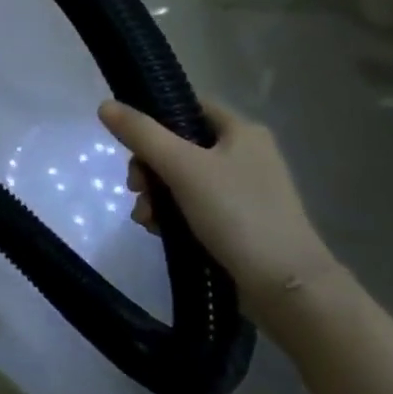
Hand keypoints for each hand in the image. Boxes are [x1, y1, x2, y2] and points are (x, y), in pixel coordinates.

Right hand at [98, 98, 339, 327]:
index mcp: (241, 131)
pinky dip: (172, 215)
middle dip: (149, 167)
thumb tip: (105, 105)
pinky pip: (193, 207)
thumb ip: (142, 134)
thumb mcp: (183, 168)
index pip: (188, 107)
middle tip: (136, 188)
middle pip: (179, 145)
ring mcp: (243, 191)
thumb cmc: (237, 214)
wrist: (287, 288)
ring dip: (155, 195)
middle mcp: (245, 155)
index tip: (132, 143)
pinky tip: (158, 231)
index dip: (156, 118)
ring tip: (145, 218)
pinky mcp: (238, 223)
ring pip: (182, 179)